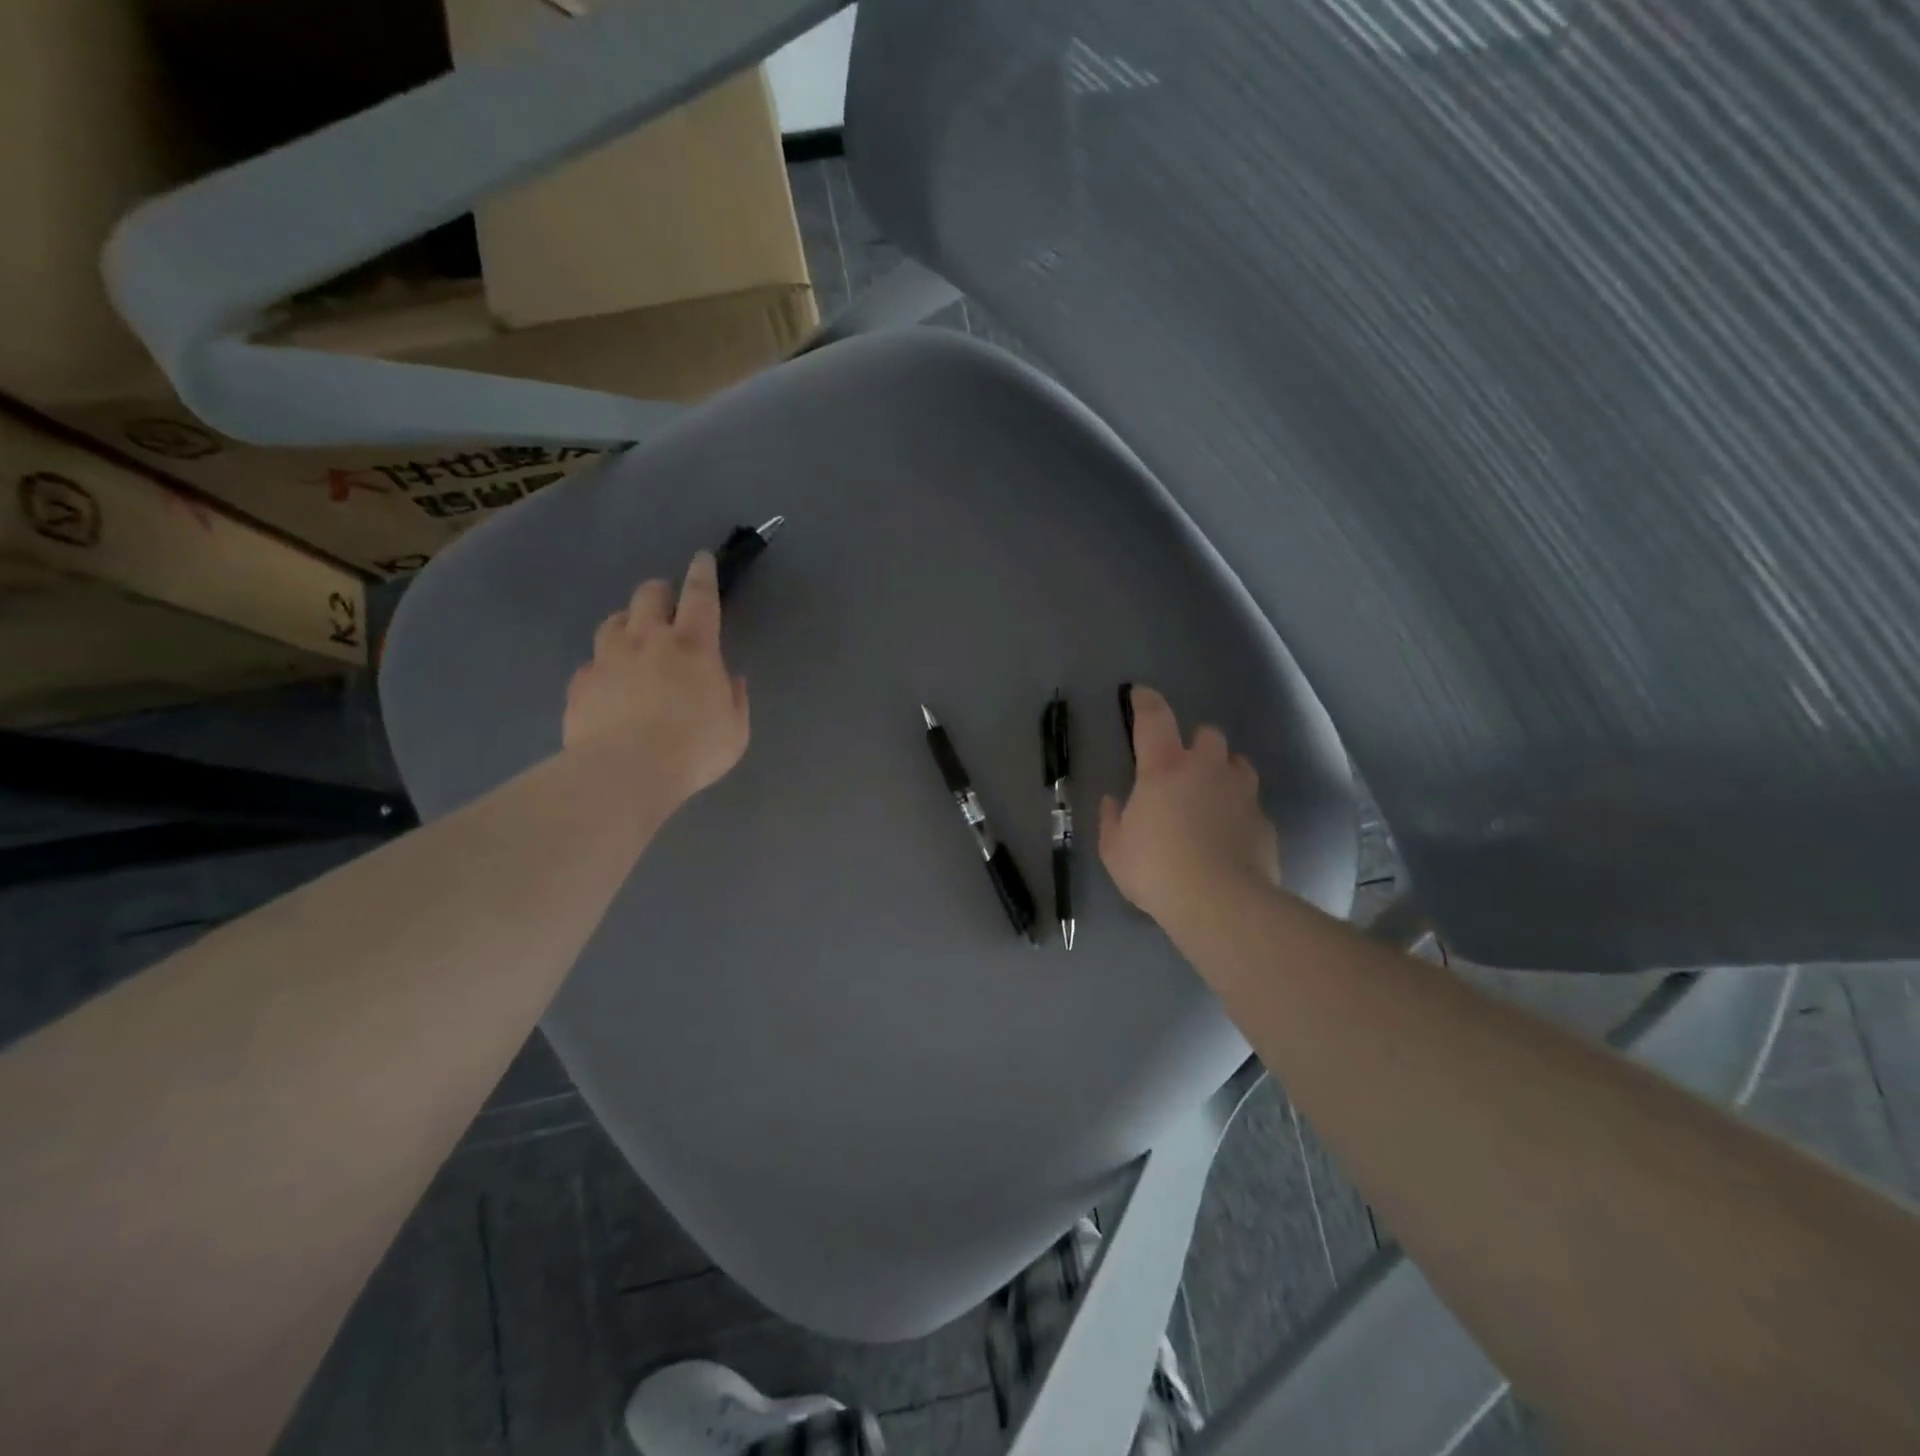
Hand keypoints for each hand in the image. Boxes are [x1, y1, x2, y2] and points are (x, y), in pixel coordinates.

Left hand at [563, 552, 749, 807]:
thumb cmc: (692, 750)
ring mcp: (609, 659)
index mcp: (694, 647)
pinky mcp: (581, 683)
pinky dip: (603, 667)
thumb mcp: (735, 731)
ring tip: (632, 640)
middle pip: (648, 595)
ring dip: (626, 624)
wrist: (625, 772)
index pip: (700, 596)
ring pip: (613, 621)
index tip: (701, 558)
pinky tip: (608, 684)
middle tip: (666, 607)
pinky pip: (591, 663)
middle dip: (659, 593)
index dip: (702, 573)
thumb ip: (735, 700)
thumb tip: (731, 679)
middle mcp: (649, 641)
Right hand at [1098, 685, 1280, 926]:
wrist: (1220, 903)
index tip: (1140, 694)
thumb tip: (1115, 802)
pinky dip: (1238, 811)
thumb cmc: (1156, 869)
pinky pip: (1251, 804)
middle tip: (1181, 768)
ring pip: (1238, 764)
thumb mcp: (1115, 849)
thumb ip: (1113, 819)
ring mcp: (1241, 793)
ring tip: (1211, 797)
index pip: (1155, 718)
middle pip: (1208, 733)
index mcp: (1164, 768)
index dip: (1146, 701)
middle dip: (1195, 743)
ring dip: (1223, 772)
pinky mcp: (1263, 821)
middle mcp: (1206, 769)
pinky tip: (1229, 835)